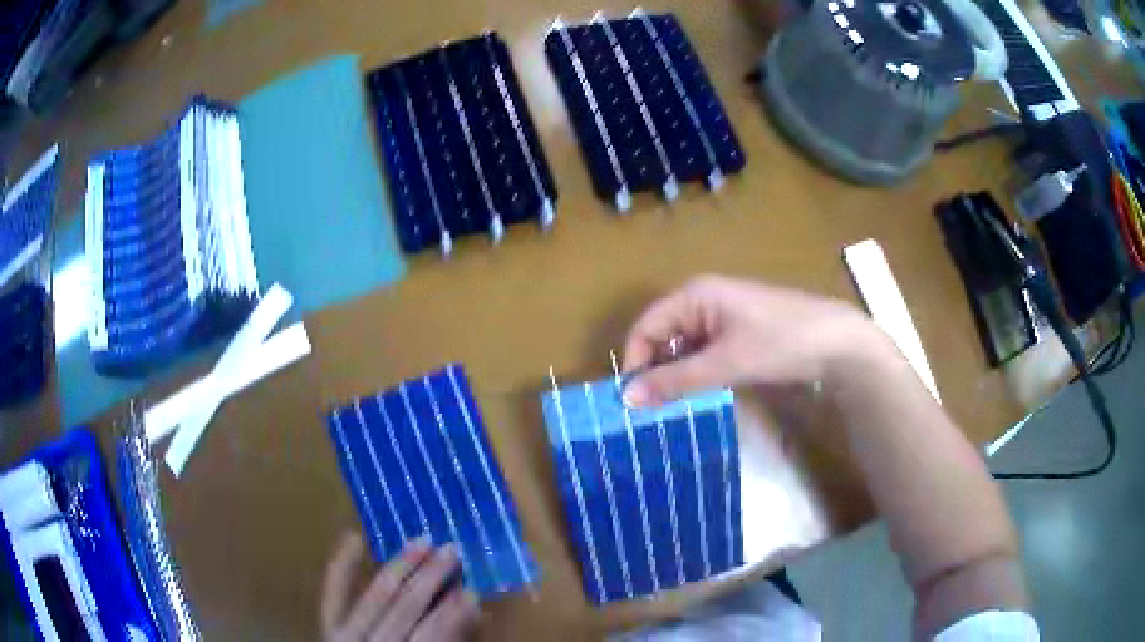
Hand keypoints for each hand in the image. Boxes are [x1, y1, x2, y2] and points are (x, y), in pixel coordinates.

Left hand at [322, 533, 479, 641]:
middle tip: (452, 550)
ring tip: (422, 540)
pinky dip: (342, 567)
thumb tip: (475, 614)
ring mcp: (344, 635)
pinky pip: (333, 594)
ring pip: (375, 595)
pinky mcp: (328, 627)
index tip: (473, 591)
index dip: (452, 613)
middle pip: (403, 608)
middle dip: (429, 578)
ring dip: (399, 566)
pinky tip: (353, 537)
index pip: (431, 636)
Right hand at [622, 275, 885, 406]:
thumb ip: (675, 381)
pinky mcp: (738, 334)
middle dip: (654, 371)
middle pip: (663, 336)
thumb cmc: (779, 343)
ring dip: (676, 376)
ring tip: (671, 408)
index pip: (646, 327)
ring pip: (683, 348)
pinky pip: (704, 354)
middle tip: (650, 411)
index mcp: (694, 295)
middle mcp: (703, 301)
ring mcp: (722, 317)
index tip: (632, 401)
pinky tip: (699, 395)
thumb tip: (626, 398)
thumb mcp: (725, 363)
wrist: (837, 343)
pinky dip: (696, 374)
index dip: (634, 362)